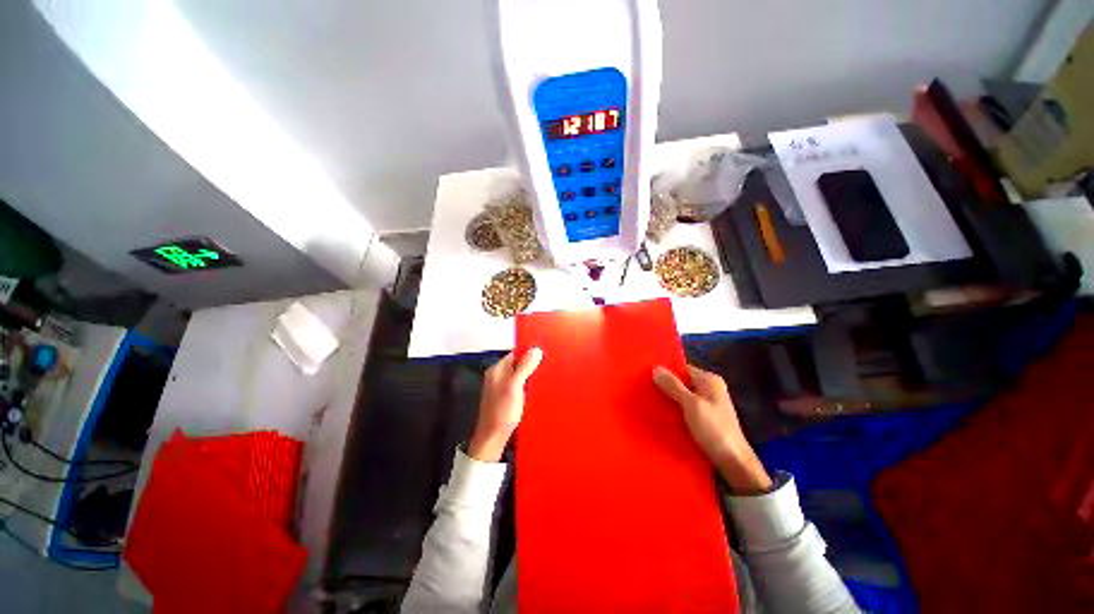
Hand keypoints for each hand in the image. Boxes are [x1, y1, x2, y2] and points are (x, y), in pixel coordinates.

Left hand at [468, 348, 543, 461]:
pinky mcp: (506, 397)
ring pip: (519, 375)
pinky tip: (536, 390)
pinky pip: (519, 386)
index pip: (515, 353)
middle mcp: (498, 376)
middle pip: (518, 364)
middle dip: (531, 365)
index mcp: (497, 370)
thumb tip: (536, 349)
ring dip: (530, 376)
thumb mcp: (515, 386)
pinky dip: (527, 386)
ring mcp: (501, 387)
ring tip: (544, 378)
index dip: (528, 353)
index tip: (544, 354)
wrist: (492, 438)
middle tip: (546, 367)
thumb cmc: (502, 411)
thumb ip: (524, 367)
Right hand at [653, 366, 772, 494]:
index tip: (646, 374)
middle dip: (665, 386)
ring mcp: (708, 404)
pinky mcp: (705, 418)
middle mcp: (710, 389)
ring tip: (648, 399)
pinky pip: (685, 408)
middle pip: (682, 382)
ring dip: (669, 398)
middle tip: (644, 388)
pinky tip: (661, 413)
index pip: (683, 368)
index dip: (666, 371)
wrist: (734, 462)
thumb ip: (673, 386)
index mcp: (710, 380)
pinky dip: (675, 409)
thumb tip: (656, 368)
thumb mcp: (691, 404)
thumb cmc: (714, 429)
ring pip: (682, 396)